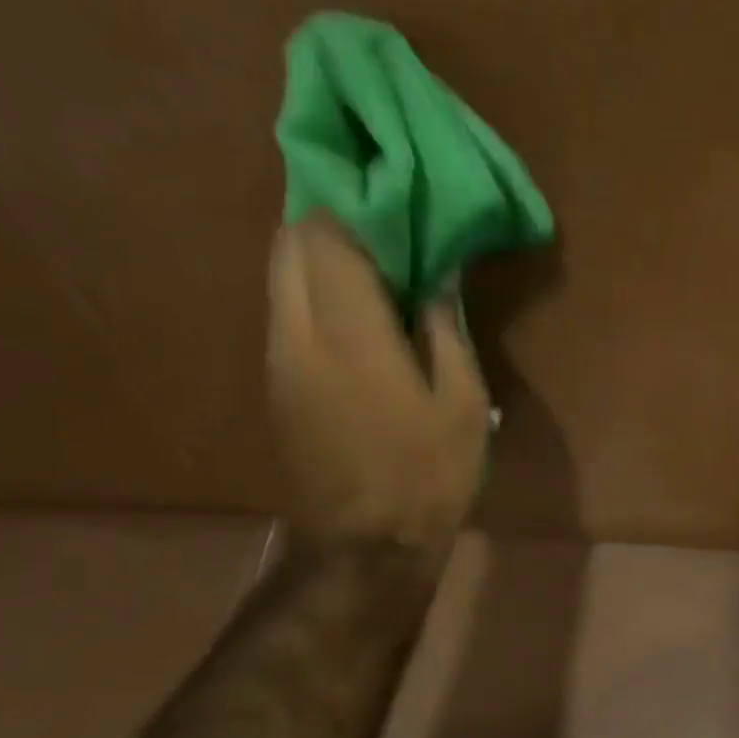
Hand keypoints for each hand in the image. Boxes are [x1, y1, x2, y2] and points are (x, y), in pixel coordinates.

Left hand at [266, 214, 490, 553]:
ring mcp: (279, 359)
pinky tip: (357, 309)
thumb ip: (444, 328)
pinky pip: (287, 312)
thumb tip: (435, 275)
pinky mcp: (277, 384)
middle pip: (290, 246)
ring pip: (282, 278)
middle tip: (383, 220)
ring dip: (318, 256)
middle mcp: (297, 332)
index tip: (391, 192)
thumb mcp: (461, 401)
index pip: (327, 236)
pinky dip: (314, 292)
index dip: (354, 204)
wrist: (365, 545)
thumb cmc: (427, 472)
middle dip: (328, 219)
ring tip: (374, 258)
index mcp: (348, 333)